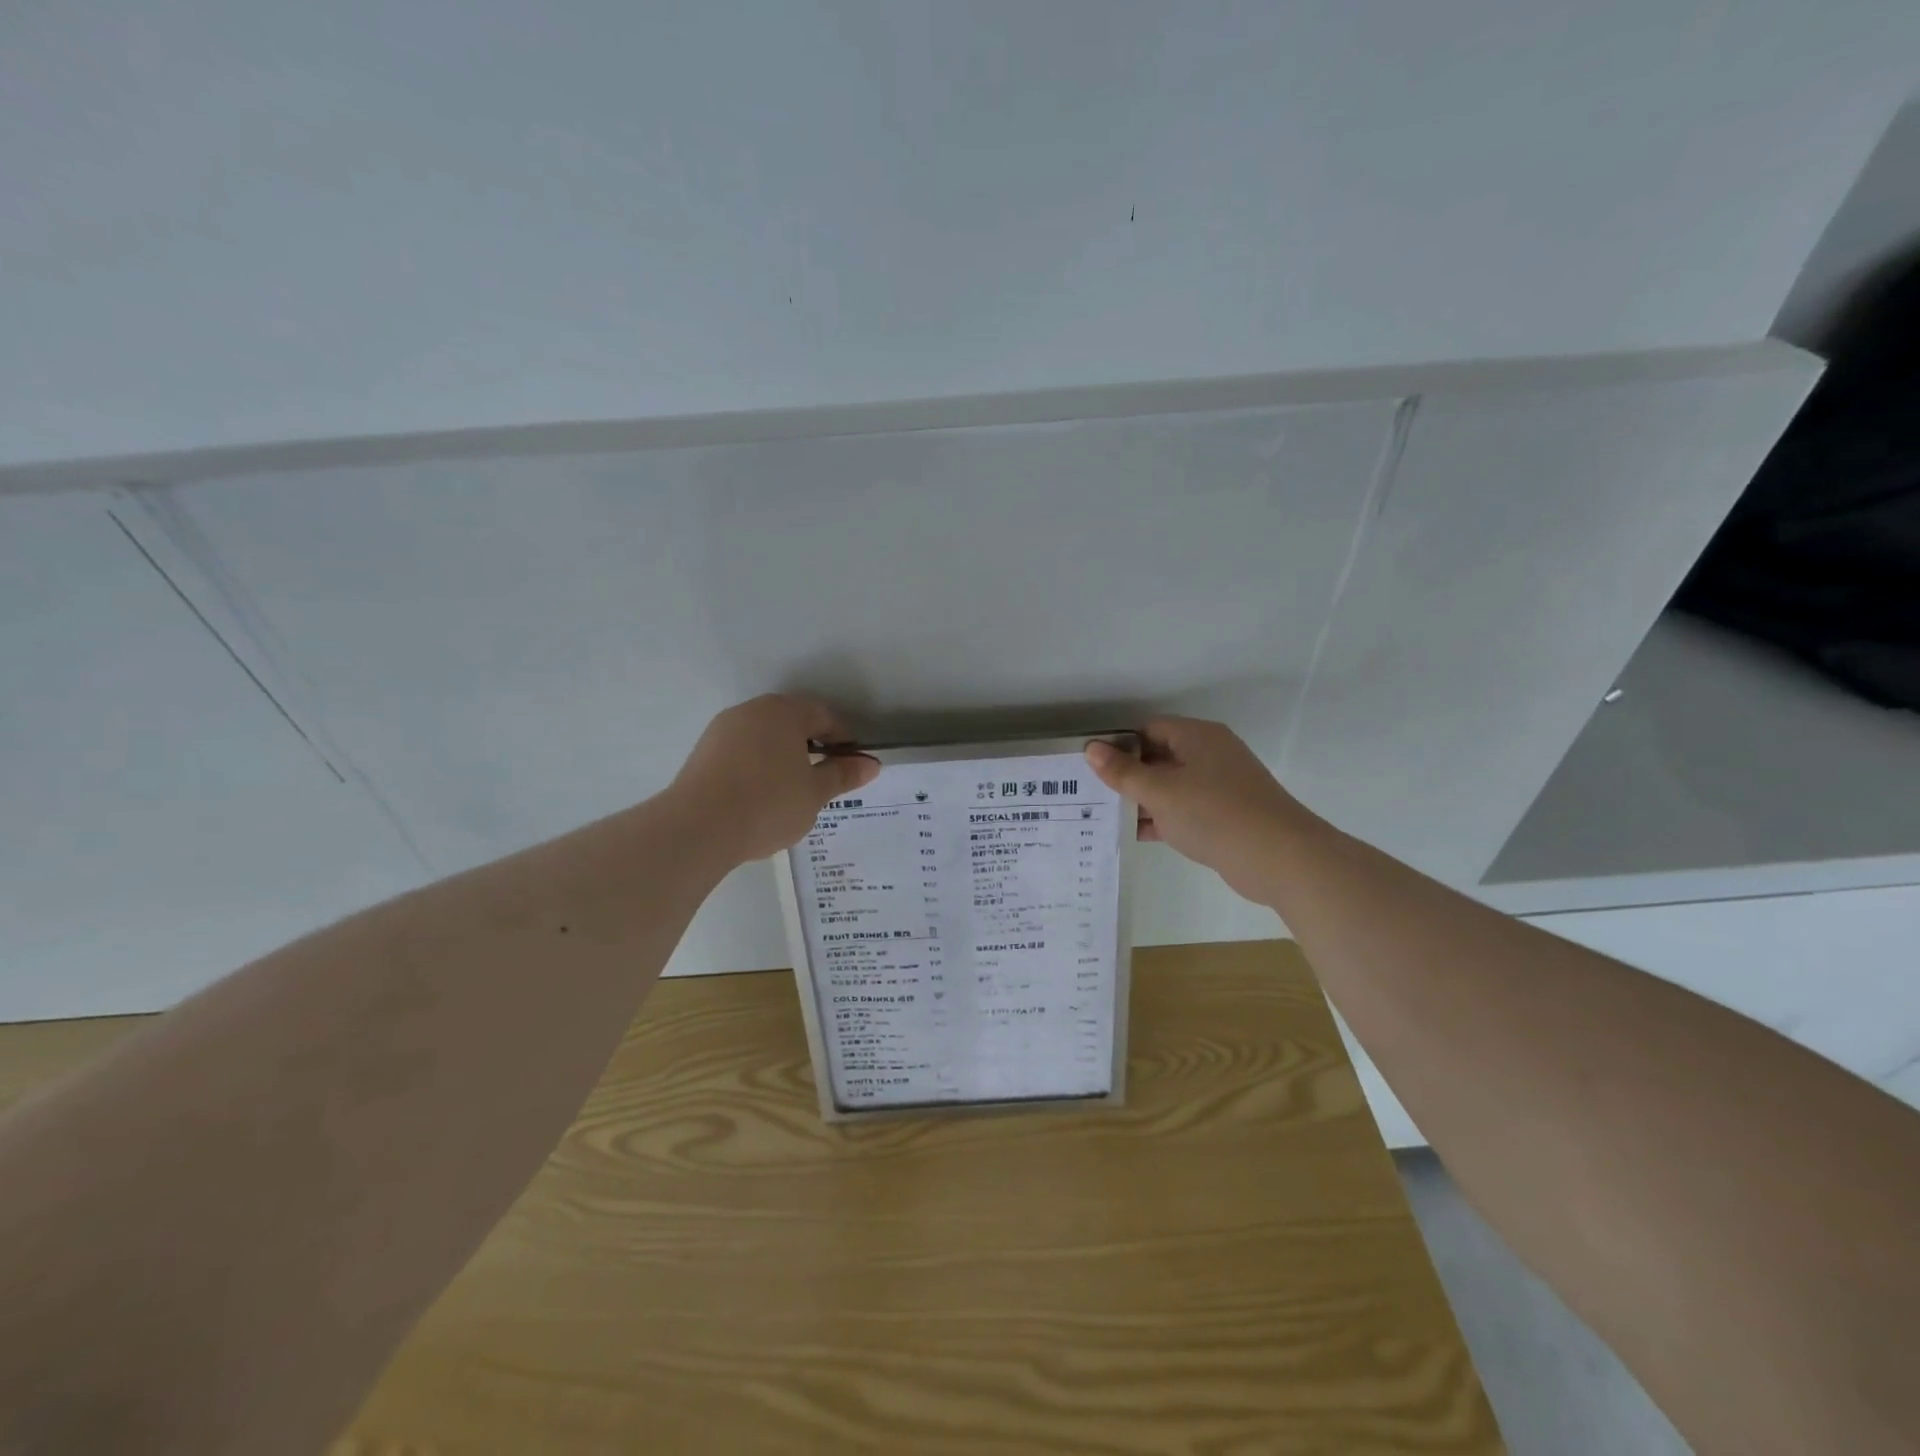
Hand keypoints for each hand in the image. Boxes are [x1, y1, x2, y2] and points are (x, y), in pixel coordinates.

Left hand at [668, 695, 879, 866]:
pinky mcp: (703, 753)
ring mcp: (723, 730)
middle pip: (792, 723)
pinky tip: (760, 798)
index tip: (851, 768)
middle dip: (812, 748)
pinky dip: (758, 768)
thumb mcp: (815, 793)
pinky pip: (742, 753)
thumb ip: (843, 774)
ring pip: (765, 738)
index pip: (824, 716)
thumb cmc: (768, 803)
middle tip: (824, 782)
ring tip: (792, 794)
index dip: (843, 741)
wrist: (697, 828)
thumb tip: (871, 763)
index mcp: (784, 711)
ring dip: (783, 759)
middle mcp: (752, 711)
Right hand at [1085, 718, 1322, 901]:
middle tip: (1090, 794)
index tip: (1091, 767)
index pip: (1149, 730)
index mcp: (1198, 737)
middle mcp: (1210, 755)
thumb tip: (1091, 749)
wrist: (1280, 858)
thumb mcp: (1160, 791)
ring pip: (1170, 787)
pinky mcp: (1224, 816)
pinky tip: (1132, 835)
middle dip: (1127, 775)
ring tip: (1102, 816)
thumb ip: (1123, 772)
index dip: (1119, 745)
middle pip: (1158, 757)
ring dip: (1141, 800)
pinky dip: (1161, 819)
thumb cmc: (1215, 813)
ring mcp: (1219, 787)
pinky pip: (1184, 810)